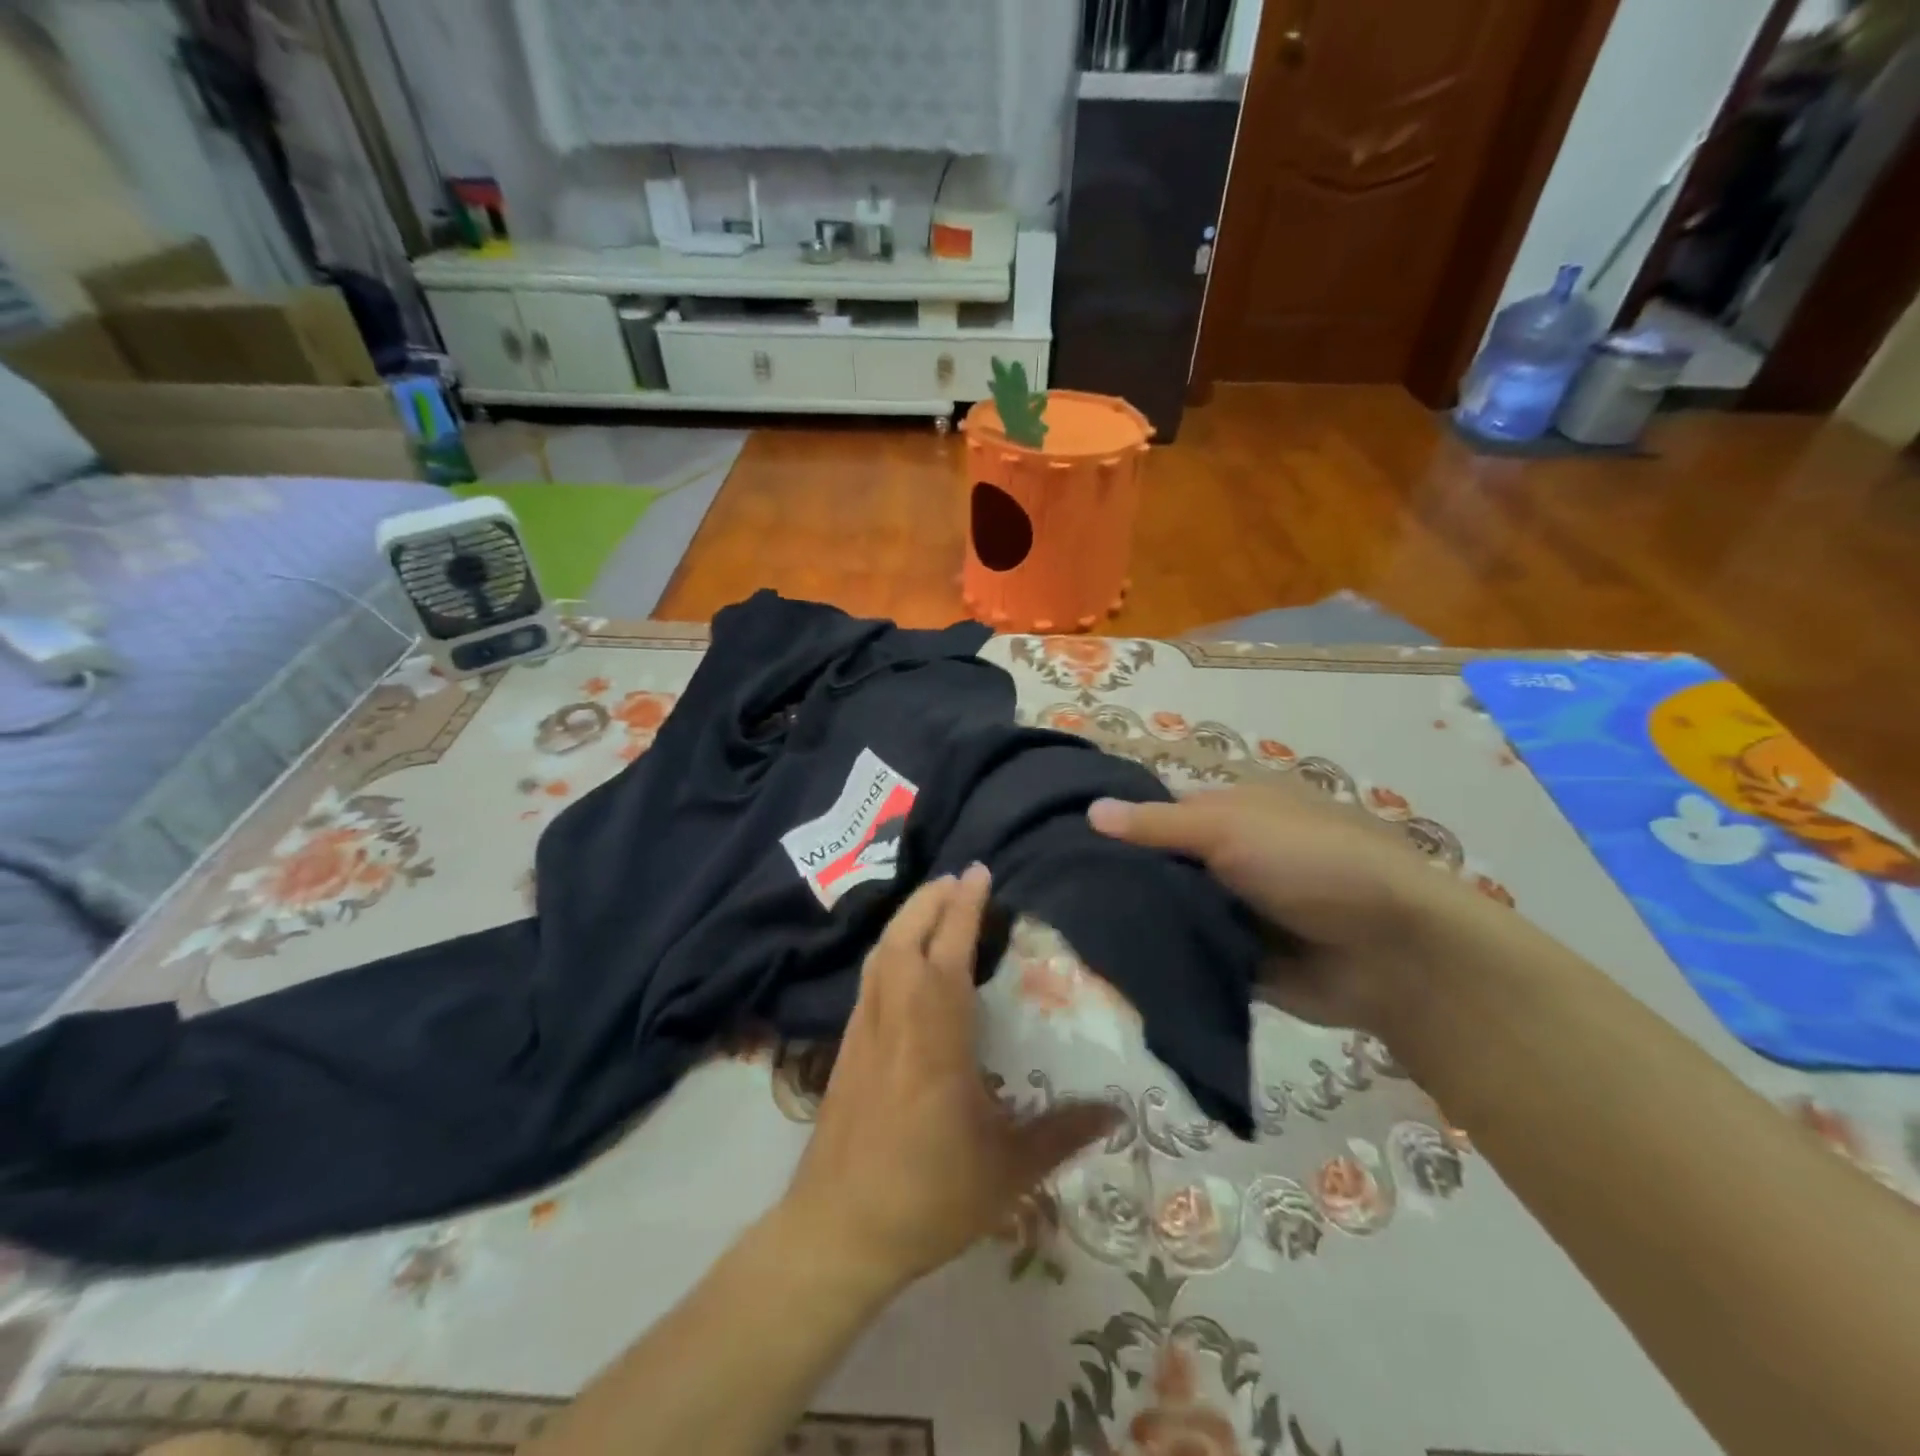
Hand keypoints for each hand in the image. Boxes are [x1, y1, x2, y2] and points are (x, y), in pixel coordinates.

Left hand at [778, 865, 1120, 1301]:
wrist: (838, 1230)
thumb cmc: (928, 1195)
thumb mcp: (1007, 1170)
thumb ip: (1063, 1133)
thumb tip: (1118, 1112)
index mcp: (935, 1034)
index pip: (948, 951)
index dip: (964, 907)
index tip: (978, 872)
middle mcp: (895, 1017)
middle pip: (905, 937)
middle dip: (930, 900)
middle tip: (958, 878)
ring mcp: (864, 1030)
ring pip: (880, 953)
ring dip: (907, 919)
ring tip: (933, 906)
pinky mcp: (846, 1048)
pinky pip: (869, 978)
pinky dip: (889, 950)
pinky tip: (902, 962)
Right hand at [1089, 782, 1493, 1038]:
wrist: (1393, 954)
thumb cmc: (1312, 865)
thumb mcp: (1232, 830)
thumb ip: (1159, 825)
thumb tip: (1090, 810)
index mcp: (1230, 815)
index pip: (1158, 815)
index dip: (1116, 826)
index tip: (1060, 842)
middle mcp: (1227, 860)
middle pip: (1159, 867)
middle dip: (1119, 879)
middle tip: (1057, 893)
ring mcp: (1232, 913)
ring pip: (1170, 913)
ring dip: (1137, 922)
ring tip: (1069, 931)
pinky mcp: (1237, 962)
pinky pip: (1187, 956)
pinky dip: (1160, 960)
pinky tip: (1108, 966)